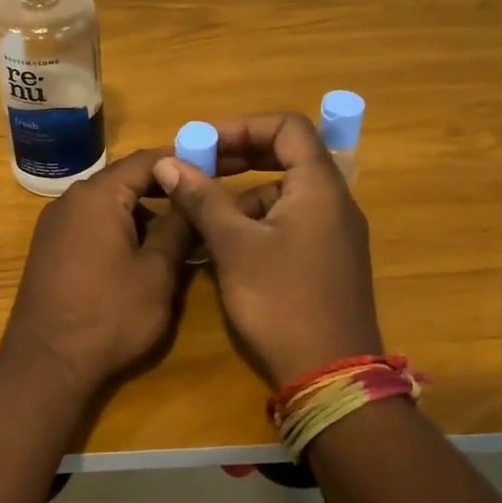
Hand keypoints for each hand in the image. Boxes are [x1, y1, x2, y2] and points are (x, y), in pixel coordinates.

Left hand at [0, 149, 195, 396]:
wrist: (46, 364)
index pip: (146, 160)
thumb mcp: (157, 272)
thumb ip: (178, 227)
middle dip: (163, 190)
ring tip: (178, 235)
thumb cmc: (109, 315)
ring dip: (142, 213)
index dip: (181, 161)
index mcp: (97, 195)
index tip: (214, 168)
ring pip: (108, 204)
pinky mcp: (49, 249)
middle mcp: (70, 200)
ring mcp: (54, 225)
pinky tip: (140, 255)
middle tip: (200, 205)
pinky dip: (119, 229)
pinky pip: (90, 225)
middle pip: (124, 180)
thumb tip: (192, 195)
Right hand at [153, 113, 380, 388]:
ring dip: (243, 195)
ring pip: (284, 193)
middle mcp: (334, 202)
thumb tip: (168, 162)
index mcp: (319, 187)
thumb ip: (202, 199)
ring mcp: (334, 233)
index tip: (204, 143)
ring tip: (205, 218)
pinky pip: (290, 222)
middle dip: (239, 157)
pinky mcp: (327, 260)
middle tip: (198, 168)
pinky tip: (228, 248)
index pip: (288, 127)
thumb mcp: (234, 246)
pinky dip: (257, 222)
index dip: (243, 126)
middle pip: (288, 156)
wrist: (330, 376)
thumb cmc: (281, 301)